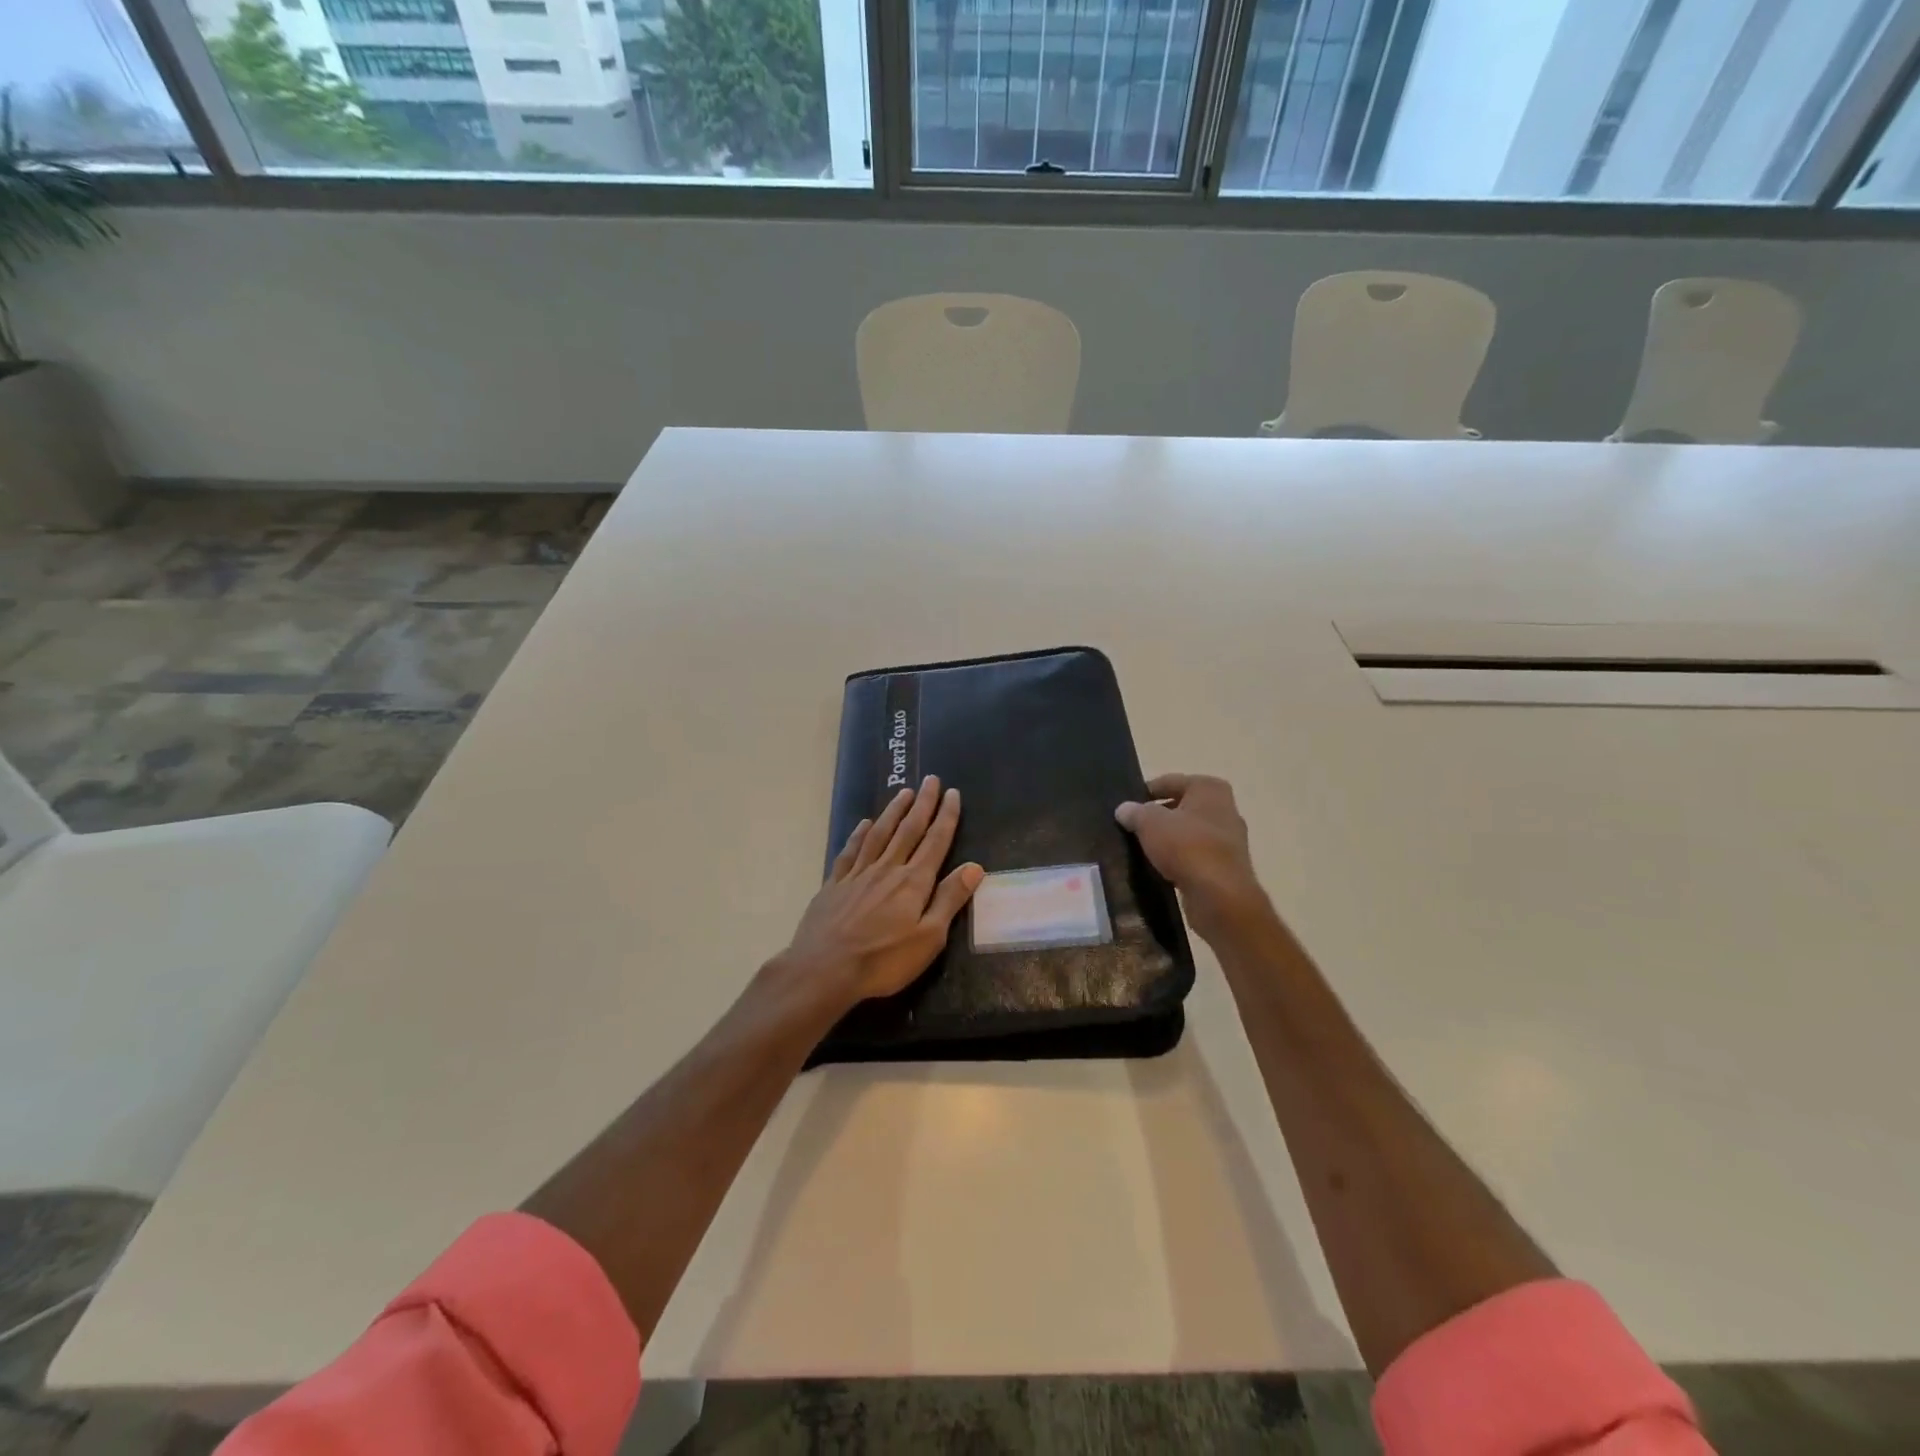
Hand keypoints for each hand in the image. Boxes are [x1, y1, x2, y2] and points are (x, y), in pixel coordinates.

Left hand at [780, 775, 984, 1009]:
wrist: (823, 970)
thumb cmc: (883, 960)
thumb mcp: (929, 938)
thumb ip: (949, 899)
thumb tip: (974, 867)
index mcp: (913, 882)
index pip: (935, 841)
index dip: (946, 816)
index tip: (952, 793)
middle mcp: (887, 869)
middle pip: (908, 830)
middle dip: (923, 804)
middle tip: (931, 779)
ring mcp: (857, 875)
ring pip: (879, 834)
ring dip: (893, 811)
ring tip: (904, 793)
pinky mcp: (834, 885)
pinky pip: (850, 851)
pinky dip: (859, 834)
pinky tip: (864, 824)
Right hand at [1115, 773, 1267, 937]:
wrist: (1220, 895)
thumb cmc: (1186, 846)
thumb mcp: (1150, 822)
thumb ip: (1135, 812)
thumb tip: (1124, 809)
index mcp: (1209, 788)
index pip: (1170, 781)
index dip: (1146, 792)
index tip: (1127, 806)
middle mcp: (1225, 808)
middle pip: (1182, 806)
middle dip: (1158, 816)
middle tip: (1131, 826)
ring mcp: (1229, 839)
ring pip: (1189, 832)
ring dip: (1168, 839)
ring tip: (1142, 848)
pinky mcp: (1227, 866)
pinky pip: (1195, 855)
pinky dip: (1179, 859)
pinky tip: (1160, 868)